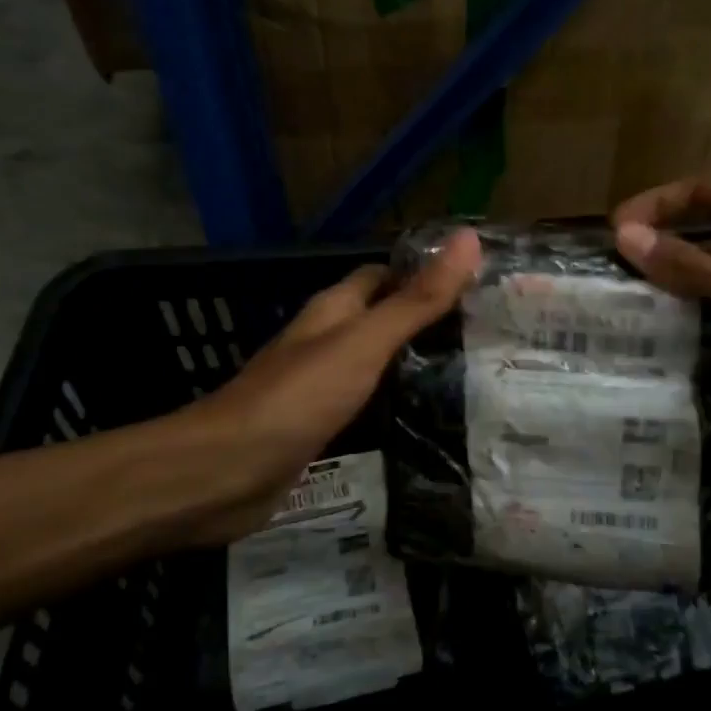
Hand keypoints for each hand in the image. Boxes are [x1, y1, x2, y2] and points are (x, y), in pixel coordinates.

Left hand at [192, 228, 482, 533]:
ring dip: (414, 364)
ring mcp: (319, 385)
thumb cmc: (298, 397)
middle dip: (426, 321)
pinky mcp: (319, 426)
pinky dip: (395, 404)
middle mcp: (325, 340)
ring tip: (471, 372)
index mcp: (333, 309)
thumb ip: (416, 299)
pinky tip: (428, 417)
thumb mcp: (365, 343)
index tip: (477, 282)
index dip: (424, 272)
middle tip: (484, 334)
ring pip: (375, 363)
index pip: (383, 275)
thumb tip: (468, 237)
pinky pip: (367, 404)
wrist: (226, 473)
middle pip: (381, 318)